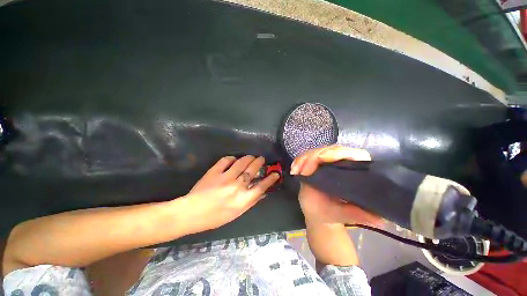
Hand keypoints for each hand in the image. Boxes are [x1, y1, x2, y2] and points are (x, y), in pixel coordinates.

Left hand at [182, 155, 278, 232]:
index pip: (261, 186)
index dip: (270, 179)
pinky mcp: (215, 172)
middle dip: (259, 162)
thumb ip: (251, 202)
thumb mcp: (237, 213)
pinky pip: (226, 160)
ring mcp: (225, 178)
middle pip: (252, 170)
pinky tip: (234, 159)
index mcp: (243, 200)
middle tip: (261, 159)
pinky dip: (232, 158)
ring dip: (249, 158)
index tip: (276, 173)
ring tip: (251, 157)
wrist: (192, 213)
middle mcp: (237, 187)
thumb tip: (263, 193)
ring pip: (242, 162)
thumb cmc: (216, 217)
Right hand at [291, 145, 381, 226]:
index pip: (354, 154)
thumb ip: (359, 215)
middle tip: (303, 171)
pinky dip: (298, 161)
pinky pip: (306, 156)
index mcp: (355, 172)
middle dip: (314, 157)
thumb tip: (381, 218)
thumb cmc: (332, 214)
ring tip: (296, 171)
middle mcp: (342, 163)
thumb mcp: (345, 215)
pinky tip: (294, 170)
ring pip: (316, 151)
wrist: (317, 213)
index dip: (338, 153)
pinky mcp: (314, 163)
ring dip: (303, 159)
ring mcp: (327, 162)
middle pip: (330, 149)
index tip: (322, 159)